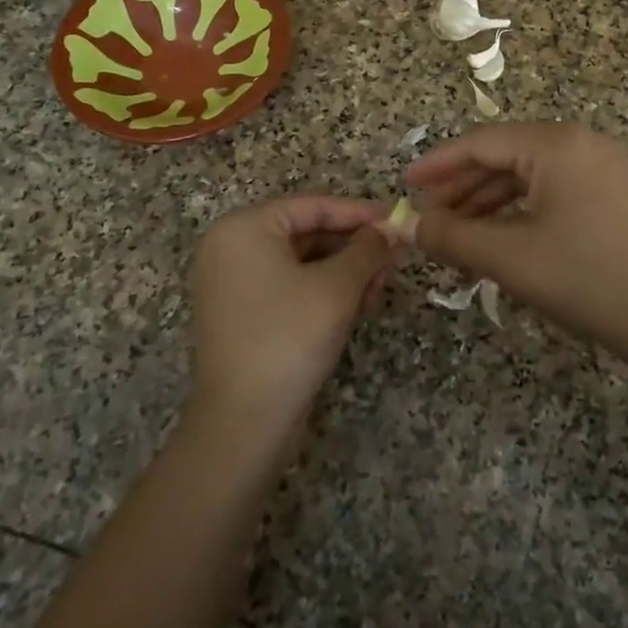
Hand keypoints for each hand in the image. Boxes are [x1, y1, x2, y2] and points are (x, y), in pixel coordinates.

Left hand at [187, 196, 391, 436]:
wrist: (244, 421)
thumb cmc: (289, 336)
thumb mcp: (338, 287)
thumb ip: (367, 249)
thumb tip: (390, 229)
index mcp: (243, 228)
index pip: (312, 206)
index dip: (359, 212)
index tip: (397, 219)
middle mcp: (230, 249)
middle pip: (306, 233)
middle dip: (354, 246)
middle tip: (395, 256)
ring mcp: (232, 284)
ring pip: (301, 263)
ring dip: (344, 271)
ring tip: (380, 284)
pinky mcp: (242, 315)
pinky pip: (289, 287)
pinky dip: (323, 291)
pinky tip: (357, 304)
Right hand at [402, 123, 627, 375]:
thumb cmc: (582, 278)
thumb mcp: (507, 256)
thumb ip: (450, 235)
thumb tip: (407, 226)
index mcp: (557, 145)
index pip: (482, 143)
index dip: (439, 164)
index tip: (406, 184)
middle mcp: (578, 143)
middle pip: (503, 156)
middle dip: (461, 186)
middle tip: (425, 214)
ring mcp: (596, 167)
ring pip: (524, 175)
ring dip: (484, 201)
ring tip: (449, 230)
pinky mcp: (604, 192)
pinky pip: (545, 190)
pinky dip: (513, 210)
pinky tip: (487, 234)